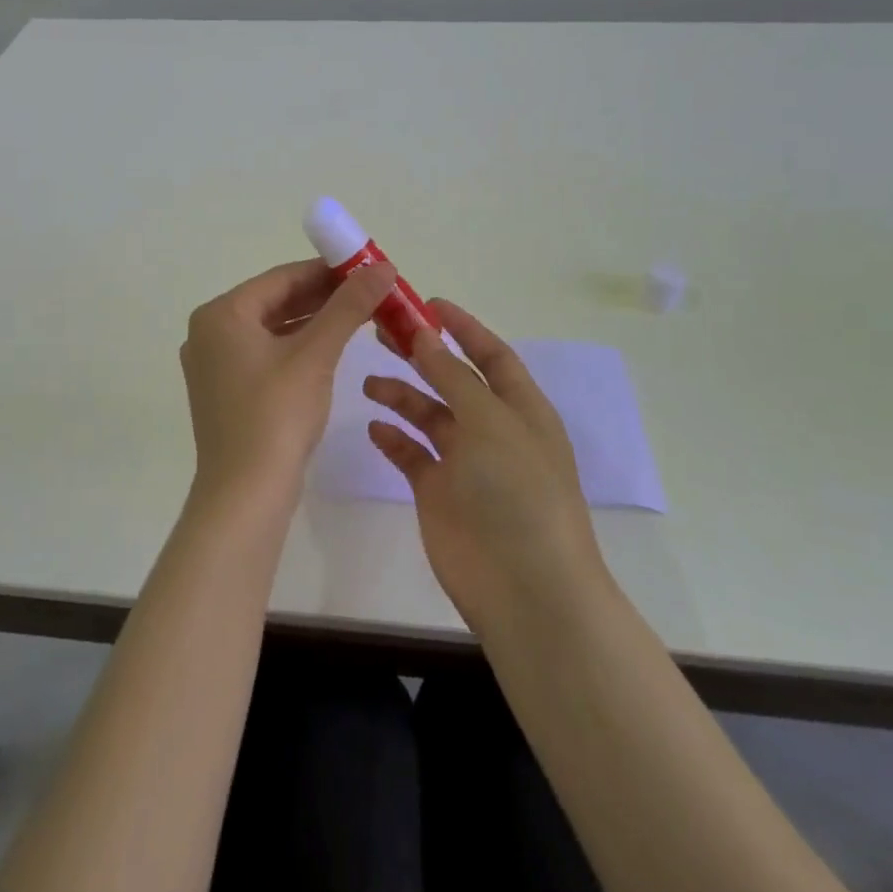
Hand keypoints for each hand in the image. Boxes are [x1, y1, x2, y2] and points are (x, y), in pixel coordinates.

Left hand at [180, 257, 397, 515]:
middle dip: (323, 296)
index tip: (368, 268)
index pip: (282, 278)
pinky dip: (297, 347)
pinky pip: (265, 354)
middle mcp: (209, 332)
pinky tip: (330, 347)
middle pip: (275, 301)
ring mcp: (214, 364)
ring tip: (359, 315)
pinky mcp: (225, 391)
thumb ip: (348, 306)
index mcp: (221, 314)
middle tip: (369, 292)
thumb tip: (383, 267)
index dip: (328, 270)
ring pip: (272, 329)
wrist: (245, 495)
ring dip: (314, 321)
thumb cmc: (276, 415)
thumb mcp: (316, 354)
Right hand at [363, 301, 606, 631]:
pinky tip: (374, 427)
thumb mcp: (489, 422)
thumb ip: (454, 377)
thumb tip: (426, 336)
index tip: (426, 304)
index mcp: (519, 408)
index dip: (462, 327)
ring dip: (401, 395)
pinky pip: (412, 454)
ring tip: (369, 382)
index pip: (491, 355)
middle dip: (421, 355)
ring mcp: (465, 462)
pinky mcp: (438, 492)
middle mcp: (492, 429)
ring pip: (428, 415)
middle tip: (381, 332)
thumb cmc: (516, 492)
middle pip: (453, 380)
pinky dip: (394, 438)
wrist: (523, 587)